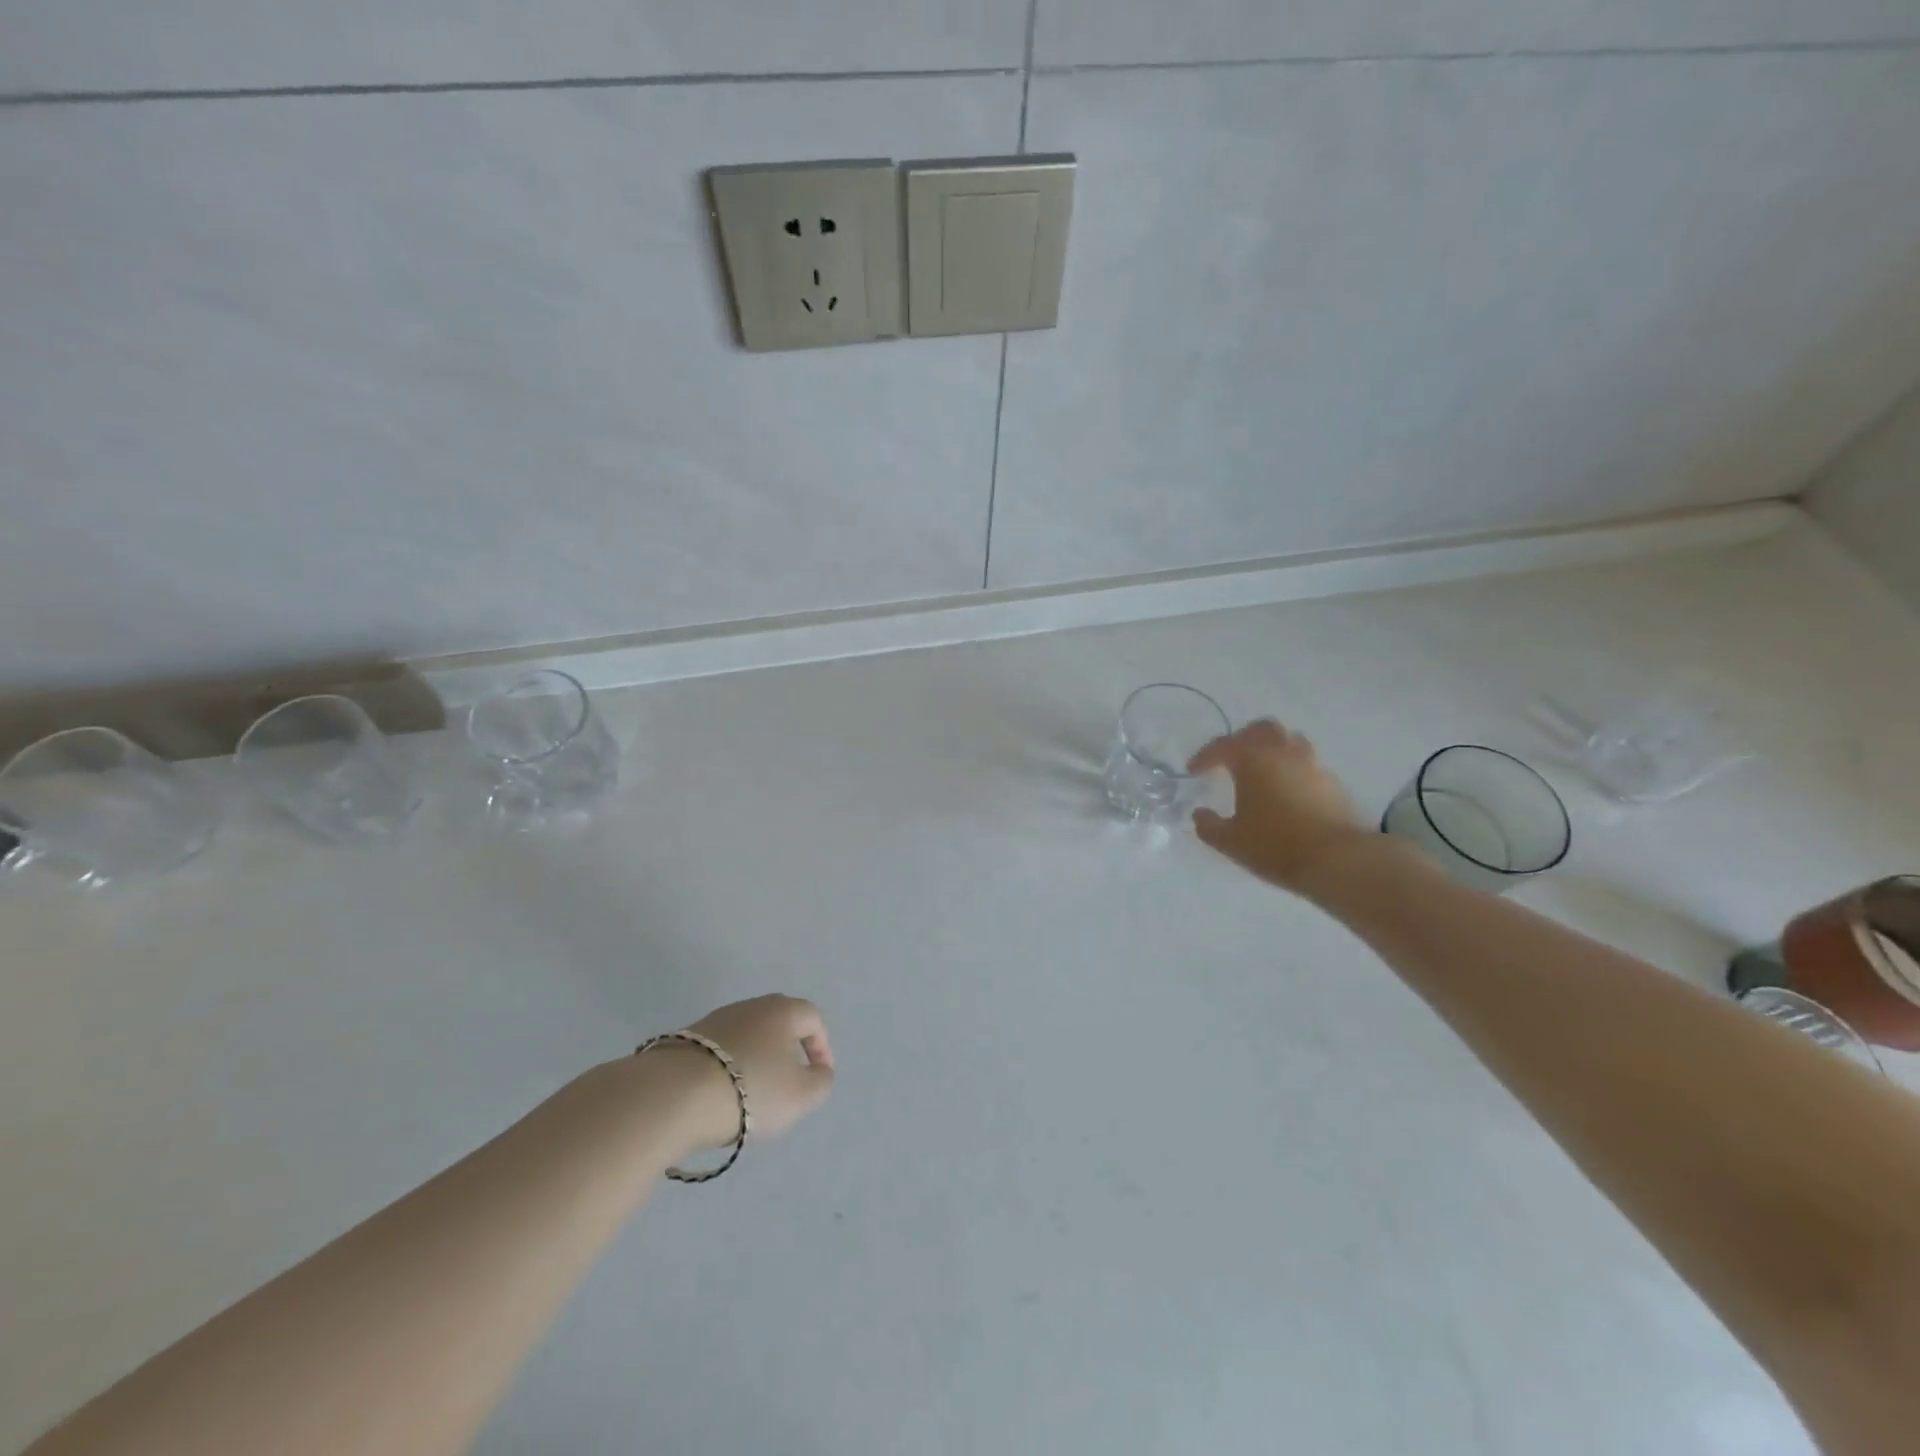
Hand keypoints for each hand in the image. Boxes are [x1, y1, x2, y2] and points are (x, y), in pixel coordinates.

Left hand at [662, 994, 836, 1149]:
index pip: (812, 1018)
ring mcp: (715, 1020)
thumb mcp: (802, 1095)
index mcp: (783, 1011)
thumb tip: (818, 1071)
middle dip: (787, 1048)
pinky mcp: (686, 1039)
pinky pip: (719, 1050)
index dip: (821, 1046)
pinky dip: (727, 1068)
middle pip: (778, 1022)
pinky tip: (721, 1094)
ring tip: (752, 1093)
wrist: (674, 1095)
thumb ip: (821, 1081)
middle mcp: (751, 1006)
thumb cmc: (751, 1090)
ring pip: (747, 1035)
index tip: (818, 1075)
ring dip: (756, 1058)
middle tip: (788, 1080)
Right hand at [1189, 719, 1370, 894]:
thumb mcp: (1229, 840)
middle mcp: (1283, 753)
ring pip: (1290, 742)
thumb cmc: (1274, 844)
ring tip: (1262, 772)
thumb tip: (1200, 814)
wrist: (1335, 860)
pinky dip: (1292, 771)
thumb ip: (1208, 825)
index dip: (1205, 756)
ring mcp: (1312, 765)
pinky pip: (1307, 766)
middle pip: (1262, 729)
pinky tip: (1286, 793)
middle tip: (1232, 758)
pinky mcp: (1332, 783)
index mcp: (1252, 760)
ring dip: (1273, 750)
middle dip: (1243, 738)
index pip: (1223, 746)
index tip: (1194, 771)